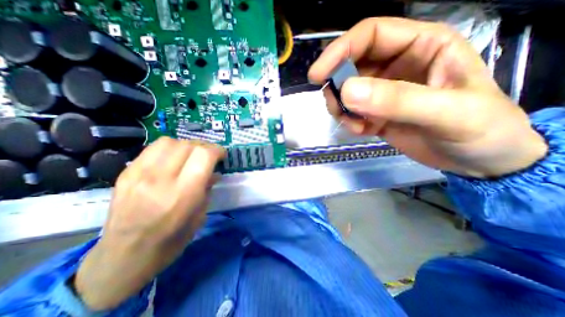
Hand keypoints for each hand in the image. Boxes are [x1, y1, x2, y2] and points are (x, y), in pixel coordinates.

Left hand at [72, 137, 224, 310]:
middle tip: (210, 156)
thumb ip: (208, 189)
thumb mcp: (200, 216)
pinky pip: (152, 149)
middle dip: (205, 147)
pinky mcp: (126, 174)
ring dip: (187, 145)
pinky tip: (173, 159)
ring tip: (192, 155)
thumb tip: (215, 172)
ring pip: (170, 142)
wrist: (123, 258)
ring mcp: (139, 175)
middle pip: (188, 145)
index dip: (217, 150)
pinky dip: (170, 149)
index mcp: (183, 194)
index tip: (222, 155)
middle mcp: (160, 180)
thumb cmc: (171, 241)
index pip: (203, 155)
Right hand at [309, 16, 547, 178]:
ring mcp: (383, 92)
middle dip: (336, 86)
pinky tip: (362, 131)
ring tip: (355, 125)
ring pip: (346, 91)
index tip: (317, 75)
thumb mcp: (447, 112)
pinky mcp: (375, 113)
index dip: (339, 50)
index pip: (369, 35)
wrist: (479, 160)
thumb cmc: (481, 130)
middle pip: (350, 65)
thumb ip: (397, 100)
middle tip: (336, 108)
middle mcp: (396, 65)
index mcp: (421, 46)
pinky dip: (349, 121)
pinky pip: (351, 112)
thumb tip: (347, 92)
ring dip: (341, 108)